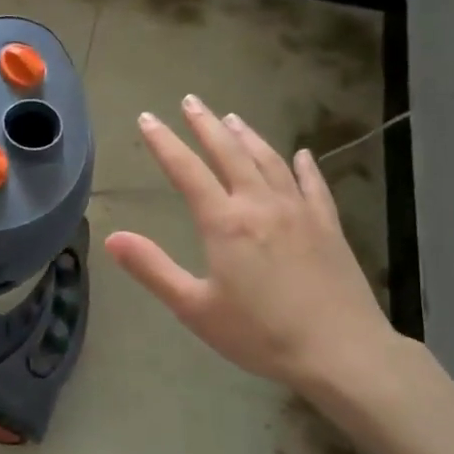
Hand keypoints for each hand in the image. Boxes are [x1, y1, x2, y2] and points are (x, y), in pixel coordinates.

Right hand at [104, 96, 404, 404]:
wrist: (341, 352)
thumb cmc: (260, 334)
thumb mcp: (195, 308)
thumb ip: (153, 269)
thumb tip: (112, 237)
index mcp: (225, 222)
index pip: (187, 171)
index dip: (164, 142)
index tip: (147, 118)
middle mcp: (261, 205)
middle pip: (229, 153)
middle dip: (206, 125)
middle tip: (190, 101)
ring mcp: (299, 212)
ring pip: (269, 161)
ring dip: (247, 136)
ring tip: (232, 118)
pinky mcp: (328, 226)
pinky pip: (313, 185)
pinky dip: (304, 166)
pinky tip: (302, 154)